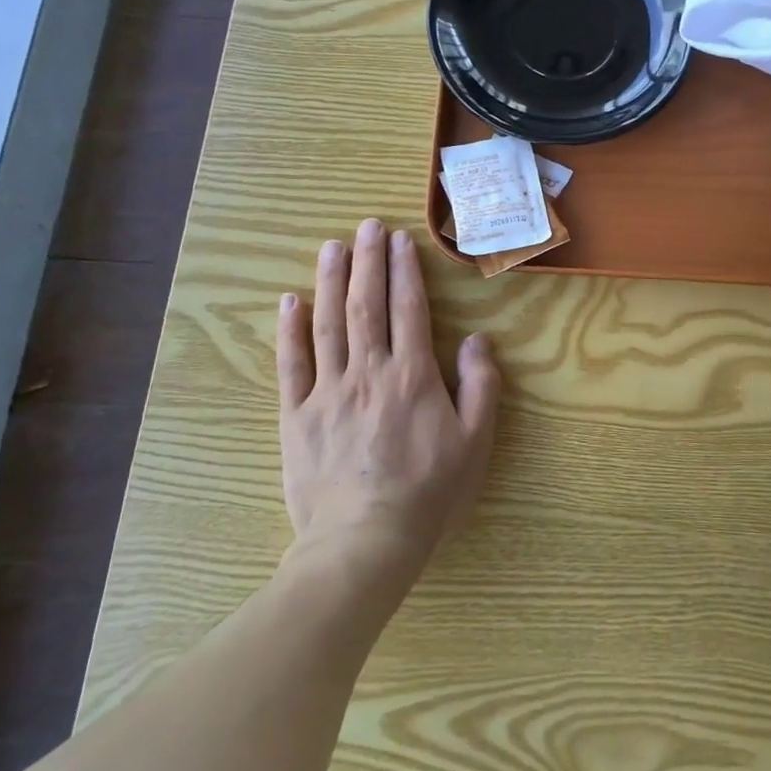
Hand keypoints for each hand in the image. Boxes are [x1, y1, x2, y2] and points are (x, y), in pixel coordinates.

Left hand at [277, 218, 500, 577]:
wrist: (364, 543)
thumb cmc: (429, 493)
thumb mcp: (475, 443)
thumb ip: (480, 387)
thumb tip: (477, 341)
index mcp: (412, 377)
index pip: (408, 310)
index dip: (404, 271)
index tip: (400, 240)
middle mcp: (368, 372)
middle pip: (366, 305)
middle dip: (367, 262)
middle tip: (366, 226)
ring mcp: (327, 392)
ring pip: (328, 324)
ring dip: (331, 282)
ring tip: (331, 247)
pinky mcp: (297, 416)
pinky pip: (291, 364)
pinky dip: (290, 330)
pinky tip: (290, 301)